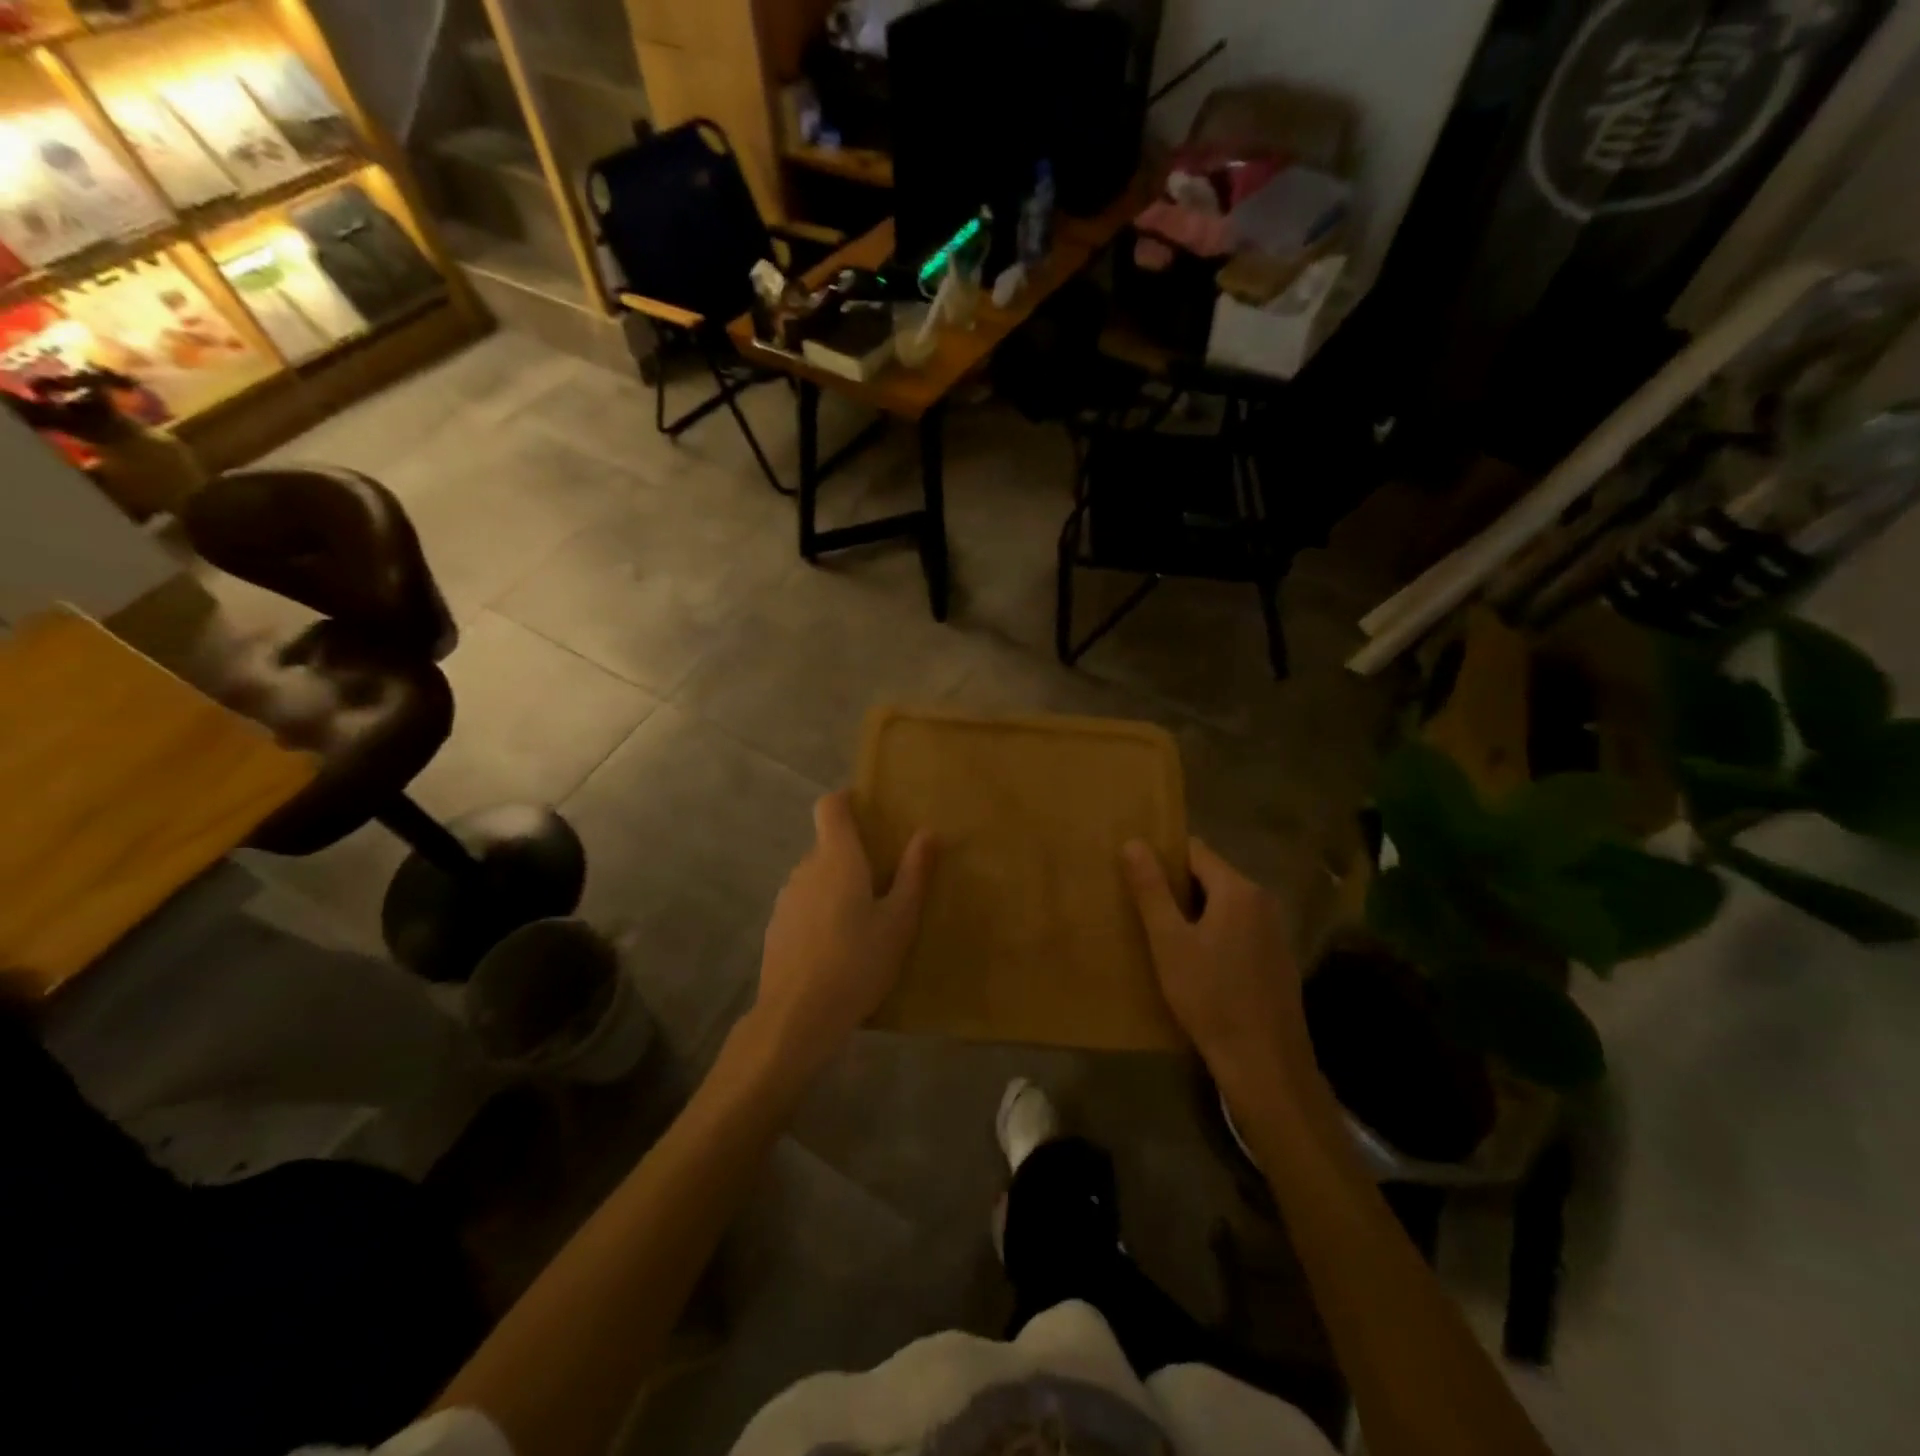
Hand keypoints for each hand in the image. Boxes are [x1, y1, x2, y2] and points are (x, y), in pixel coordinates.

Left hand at [751, 791, 935, 1075]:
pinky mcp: (776, 927)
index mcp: (837, 858)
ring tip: (864, 920)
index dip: (847, 800)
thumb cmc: (858, 961)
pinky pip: (804, 904)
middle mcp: (806, 868)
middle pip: (828, 845)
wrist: (797, 1016)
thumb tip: (928, 832)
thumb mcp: (899, 921)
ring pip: (816, 877)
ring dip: (837, 886)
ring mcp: (786, 898)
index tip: (870, 811)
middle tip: (886, 881)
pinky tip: (838, 948)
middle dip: (854, 854)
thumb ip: (914, 874)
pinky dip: (821, 912)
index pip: (830, 807)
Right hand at [1122, 837, 1310, 1095]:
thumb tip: (1133, 842)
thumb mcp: (1169, 941)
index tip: (1135, 872)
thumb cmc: (1210, 996)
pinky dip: (1215, 933)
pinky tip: (1195, 962)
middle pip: (1211, 876)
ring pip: (1225, 904)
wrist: (1264, 1063)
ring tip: (1161, 932)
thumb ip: (1151, 890)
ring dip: (1195, 911)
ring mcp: (1274, 931)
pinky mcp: (1277, 958)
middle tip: (1141, 905)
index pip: (1195, 850)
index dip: (1163, 856)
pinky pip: (1238, 929)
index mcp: (1238, 890)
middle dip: (1176, 886)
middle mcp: (1262, 901)